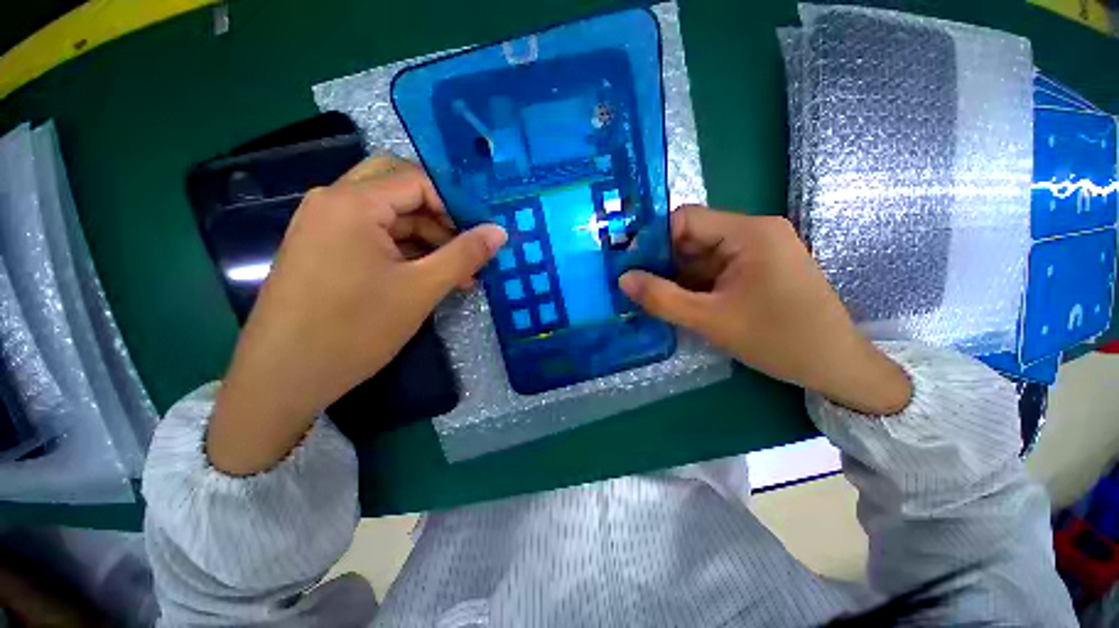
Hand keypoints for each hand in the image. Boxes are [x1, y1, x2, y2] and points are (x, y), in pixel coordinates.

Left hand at [207, 157, 505, 474]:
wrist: (283, 377)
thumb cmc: (355, 328)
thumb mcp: (421, 289)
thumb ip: (464, 255)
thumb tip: (500, 231)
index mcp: (353, 203)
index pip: (417, 181)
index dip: (455, 205)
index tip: (479, 237)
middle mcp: (332, 202)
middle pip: (398, 189)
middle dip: (438, 216)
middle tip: (464, 246)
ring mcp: (323, 225)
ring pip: (387, 214)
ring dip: (425, 237)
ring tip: (455, 273)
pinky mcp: (322, 249)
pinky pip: (371, 235)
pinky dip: (403, 250)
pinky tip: (425, 277)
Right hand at [619, 205, 909, 415]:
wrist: (835, 366)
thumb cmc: (778, 340)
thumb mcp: (711, 321)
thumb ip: (662, 298)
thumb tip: (623, 279)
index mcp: (749, 233)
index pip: (686, 219)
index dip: (653, 240)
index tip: (631, 267)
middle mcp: (754, 232)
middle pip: (693, 237)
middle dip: (662, 262)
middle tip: (636, 286)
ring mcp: (757, 251)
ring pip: (701, 255)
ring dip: (676, 276)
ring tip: (651, 297)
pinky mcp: (758, 268)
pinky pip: (715, 269)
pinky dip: (693, 284)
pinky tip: (677, 301)